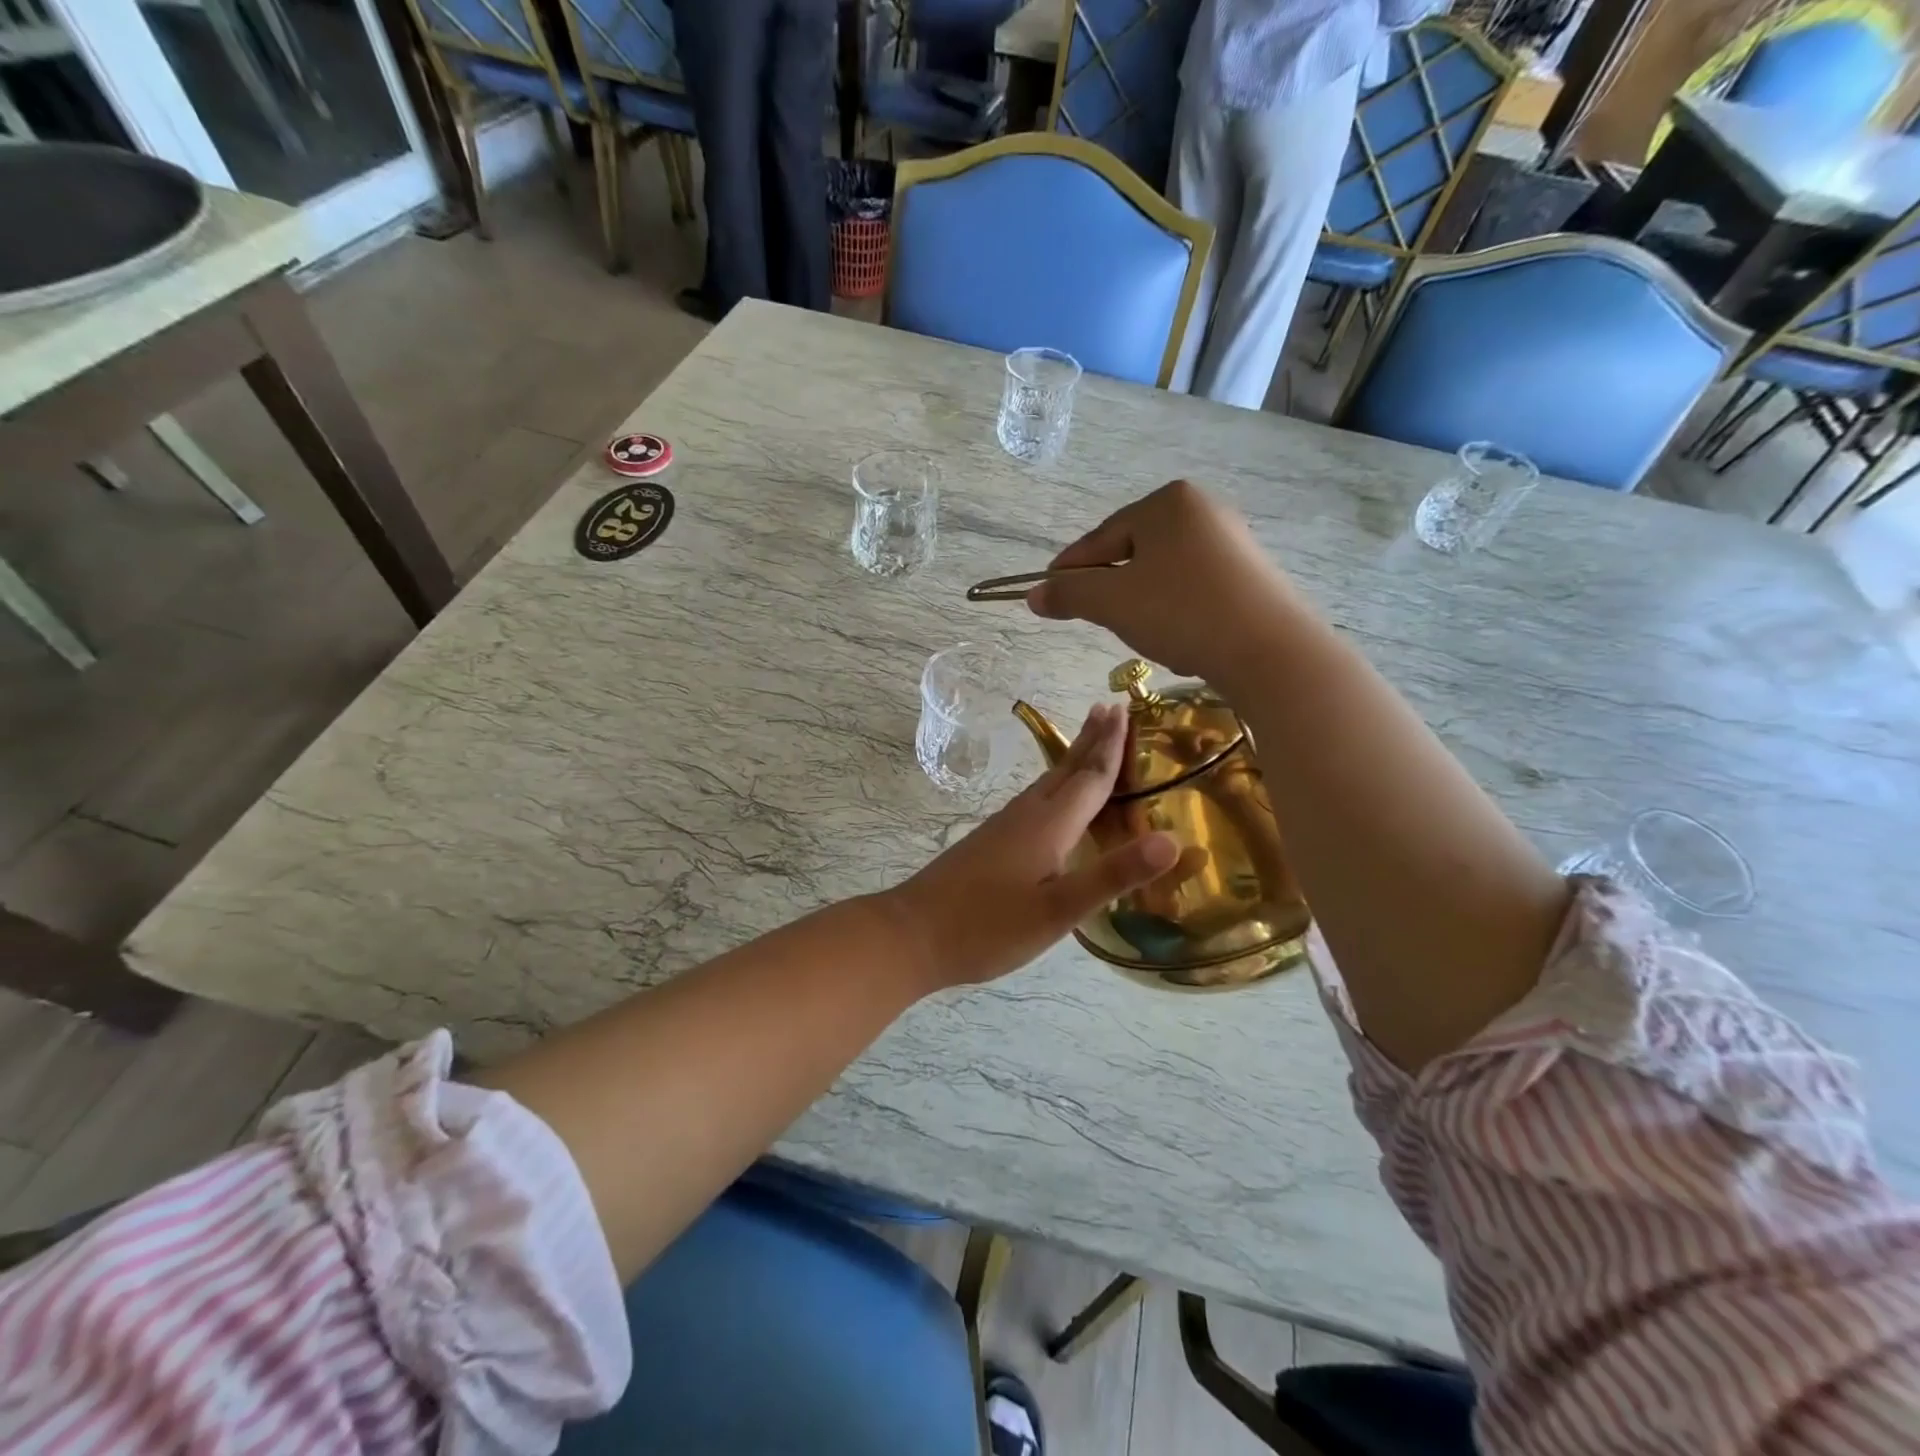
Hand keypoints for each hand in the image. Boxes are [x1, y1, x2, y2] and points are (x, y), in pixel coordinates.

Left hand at [886, 704, 1177, 989]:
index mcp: (1048, 825)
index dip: (1111, 747)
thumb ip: (1112, 875)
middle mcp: (1026, 815)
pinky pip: (1033, 800)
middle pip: (1066, 769)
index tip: (1124, 710)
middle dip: (1091, 740)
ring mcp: (1003, 827)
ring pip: (1047, 783)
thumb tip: (1173, 840)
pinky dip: (1054, 786)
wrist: (912, 934)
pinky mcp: (989, 842)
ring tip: (1087, 743)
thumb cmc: (988, 926)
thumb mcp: (1058, 910)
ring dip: (1071, 759)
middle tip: (1108, 708)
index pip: (1089, 777)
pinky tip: (1049, 802)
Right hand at [1028, 479, 1296, 680]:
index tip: (1047, 594)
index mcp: (1167, 502)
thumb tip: (1032, 595)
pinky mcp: (1251, 574)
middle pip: (1133, 552)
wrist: (1268, 650)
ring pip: (1164, 573)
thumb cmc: (1181, 611)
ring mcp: (1232, 541)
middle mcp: (1202, 510)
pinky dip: (1176, 609)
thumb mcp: (1112, 603)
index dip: (1070, 569)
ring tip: (1142, 634)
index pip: (1101, 537)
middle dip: (1111, 588)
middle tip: (1096, 619)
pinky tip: (1178, 637)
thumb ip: (1069, 594)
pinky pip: (1194, 588)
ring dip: (1143, 602)